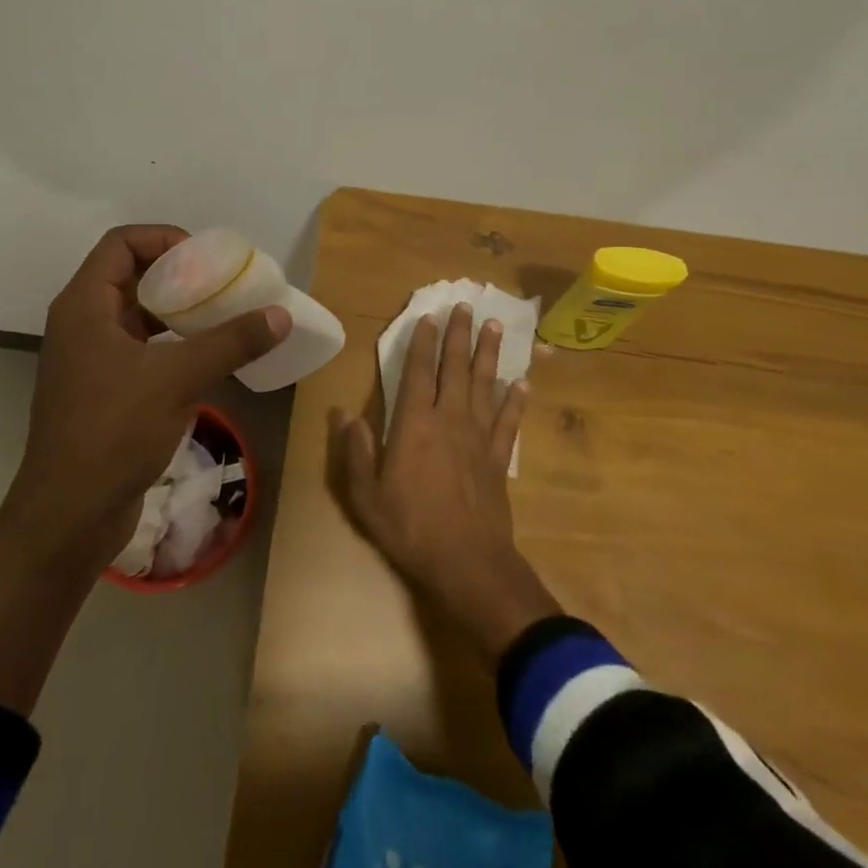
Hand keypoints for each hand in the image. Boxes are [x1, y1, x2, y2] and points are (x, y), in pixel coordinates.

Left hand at [8, 225, 290, 569]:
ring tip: (224, 314)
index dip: (165, 239)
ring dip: (179, 308)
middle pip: (131, 274)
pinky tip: (208, 355)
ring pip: (139, 312)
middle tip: (225, 284)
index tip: (207, 259)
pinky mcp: (104, 388)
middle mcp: (83, 323)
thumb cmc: (113, 434)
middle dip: (180, 273)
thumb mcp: (177, 380)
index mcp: (84, 306)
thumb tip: (281, 315)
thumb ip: (231, 342)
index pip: (122, 243)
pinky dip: (174, 340)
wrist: (68, 517)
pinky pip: (142, 346)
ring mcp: (92, 358)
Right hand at [330, 303, 559, 662]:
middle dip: (460, 335)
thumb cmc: (410, 527)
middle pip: (456, 368)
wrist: (466, 562)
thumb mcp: (365, 495)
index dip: (423, 344)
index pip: (418, 373)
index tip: (429, 317)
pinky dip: (516, 401)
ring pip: (485, 385)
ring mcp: (478, 437)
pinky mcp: (498, 458)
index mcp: (414, 424)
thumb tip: (343, 413)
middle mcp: (449, 419)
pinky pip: (508, 421)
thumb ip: (354, 451)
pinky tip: (523, 383)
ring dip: (489, 354)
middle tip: (467, 306)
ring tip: (494, 327)